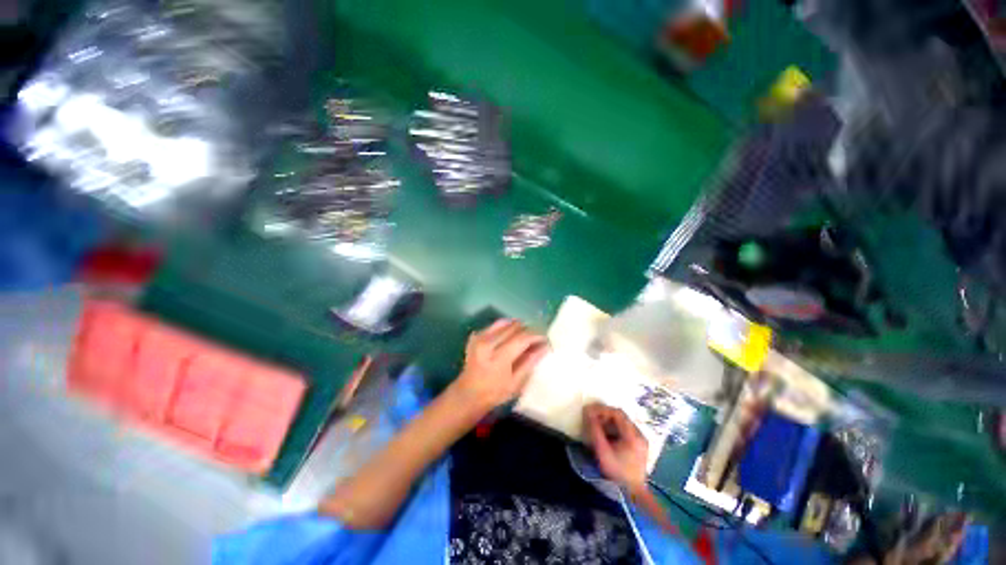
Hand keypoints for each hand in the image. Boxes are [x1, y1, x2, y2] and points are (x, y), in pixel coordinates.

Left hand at [450, 319, 548, 413]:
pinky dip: (506, 328)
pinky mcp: (476, 335)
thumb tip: (545, 346)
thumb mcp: (516, 383)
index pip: (522, 338)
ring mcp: (480, 337)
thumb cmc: (494, 392)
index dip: (536, 336)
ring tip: (525, 336)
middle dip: (528, 330)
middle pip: (514, 326)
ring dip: (518, 327)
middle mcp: (488, 342)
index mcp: (498, 357)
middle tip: (537, 338)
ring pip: (505, 322)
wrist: (468, 393)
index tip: (546, 339)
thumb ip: (530, 362)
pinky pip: (495, 325)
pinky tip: (509, 338)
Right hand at [584, 404, 648, 491]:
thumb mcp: (603, 451)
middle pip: (621, 417)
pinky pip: (625, 431)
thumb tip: (587, 412)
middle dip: (604, 415)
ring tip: (597, 428)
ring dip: (609, 422)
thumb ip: (595, 430)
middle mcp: (640, 435)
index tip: (589, 411)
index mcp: (633, 436)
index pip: (617, 413)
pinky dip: (614, 429)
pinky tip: (606, 436)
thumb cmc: (616, 473)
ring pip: (623, 423)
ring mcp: (641, 441)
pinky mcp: (639, 446)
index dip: (602, 409)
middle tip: (591, 419)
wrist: (632, 495)